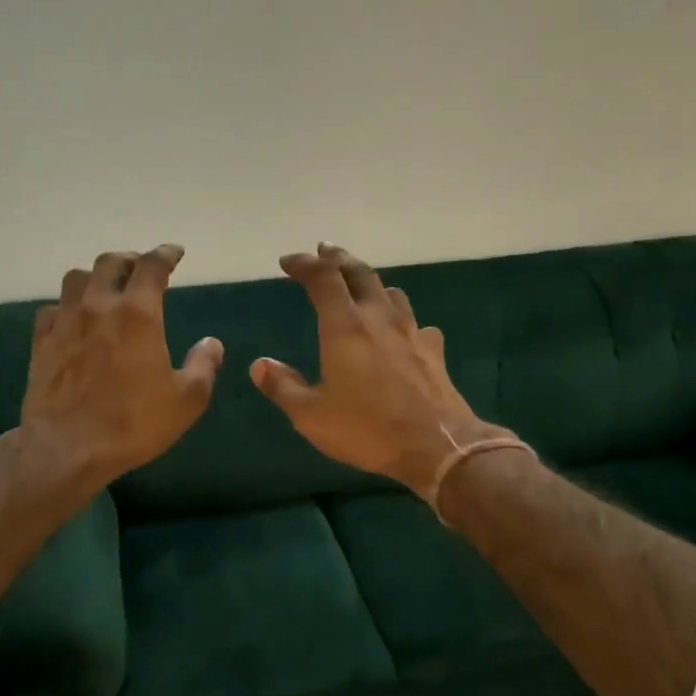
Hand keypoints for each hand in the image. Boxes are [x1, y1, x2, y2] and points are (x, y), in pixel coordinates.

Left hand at [21, 245, 222, 485]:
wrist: (67, 447)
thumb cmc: (133, 423)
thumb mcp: (186, 400)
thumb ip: (203, 366)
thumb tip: (211, 343)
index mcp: (138, 314)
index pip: (152, 266)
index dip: (165, 254)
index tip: (175, 253)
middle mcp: (99, 307)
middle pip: (111, 262)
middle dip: (130, 259)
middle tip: (142, 268)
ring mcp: (65, 322)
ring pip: (77, 278)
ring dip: (96, 276)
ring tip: (107, 287)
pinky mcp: (42, 343)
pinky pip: (52, 309)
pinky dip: (68, 305)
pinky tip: (74, 319)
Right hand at [251, 244, 508, 493]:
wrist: (436, 445)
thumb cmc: (366, 428)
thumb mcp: (311, 415)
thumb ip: (283, 387)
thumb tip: (260, 365)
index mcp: (344, 327)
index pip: (323, 278)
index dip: (304, 264)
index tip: (287, 262)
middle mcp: (379, 318)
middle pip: (360, 273)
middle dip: (338, 258)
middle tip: (324, 251)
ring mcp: (411, 332)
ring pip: (390, 292)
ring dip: (370, 282)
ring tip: (359, 286)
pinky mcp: (433, 351)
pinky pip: (415, 323)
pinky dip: (400, 318)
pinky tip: (400, 332)